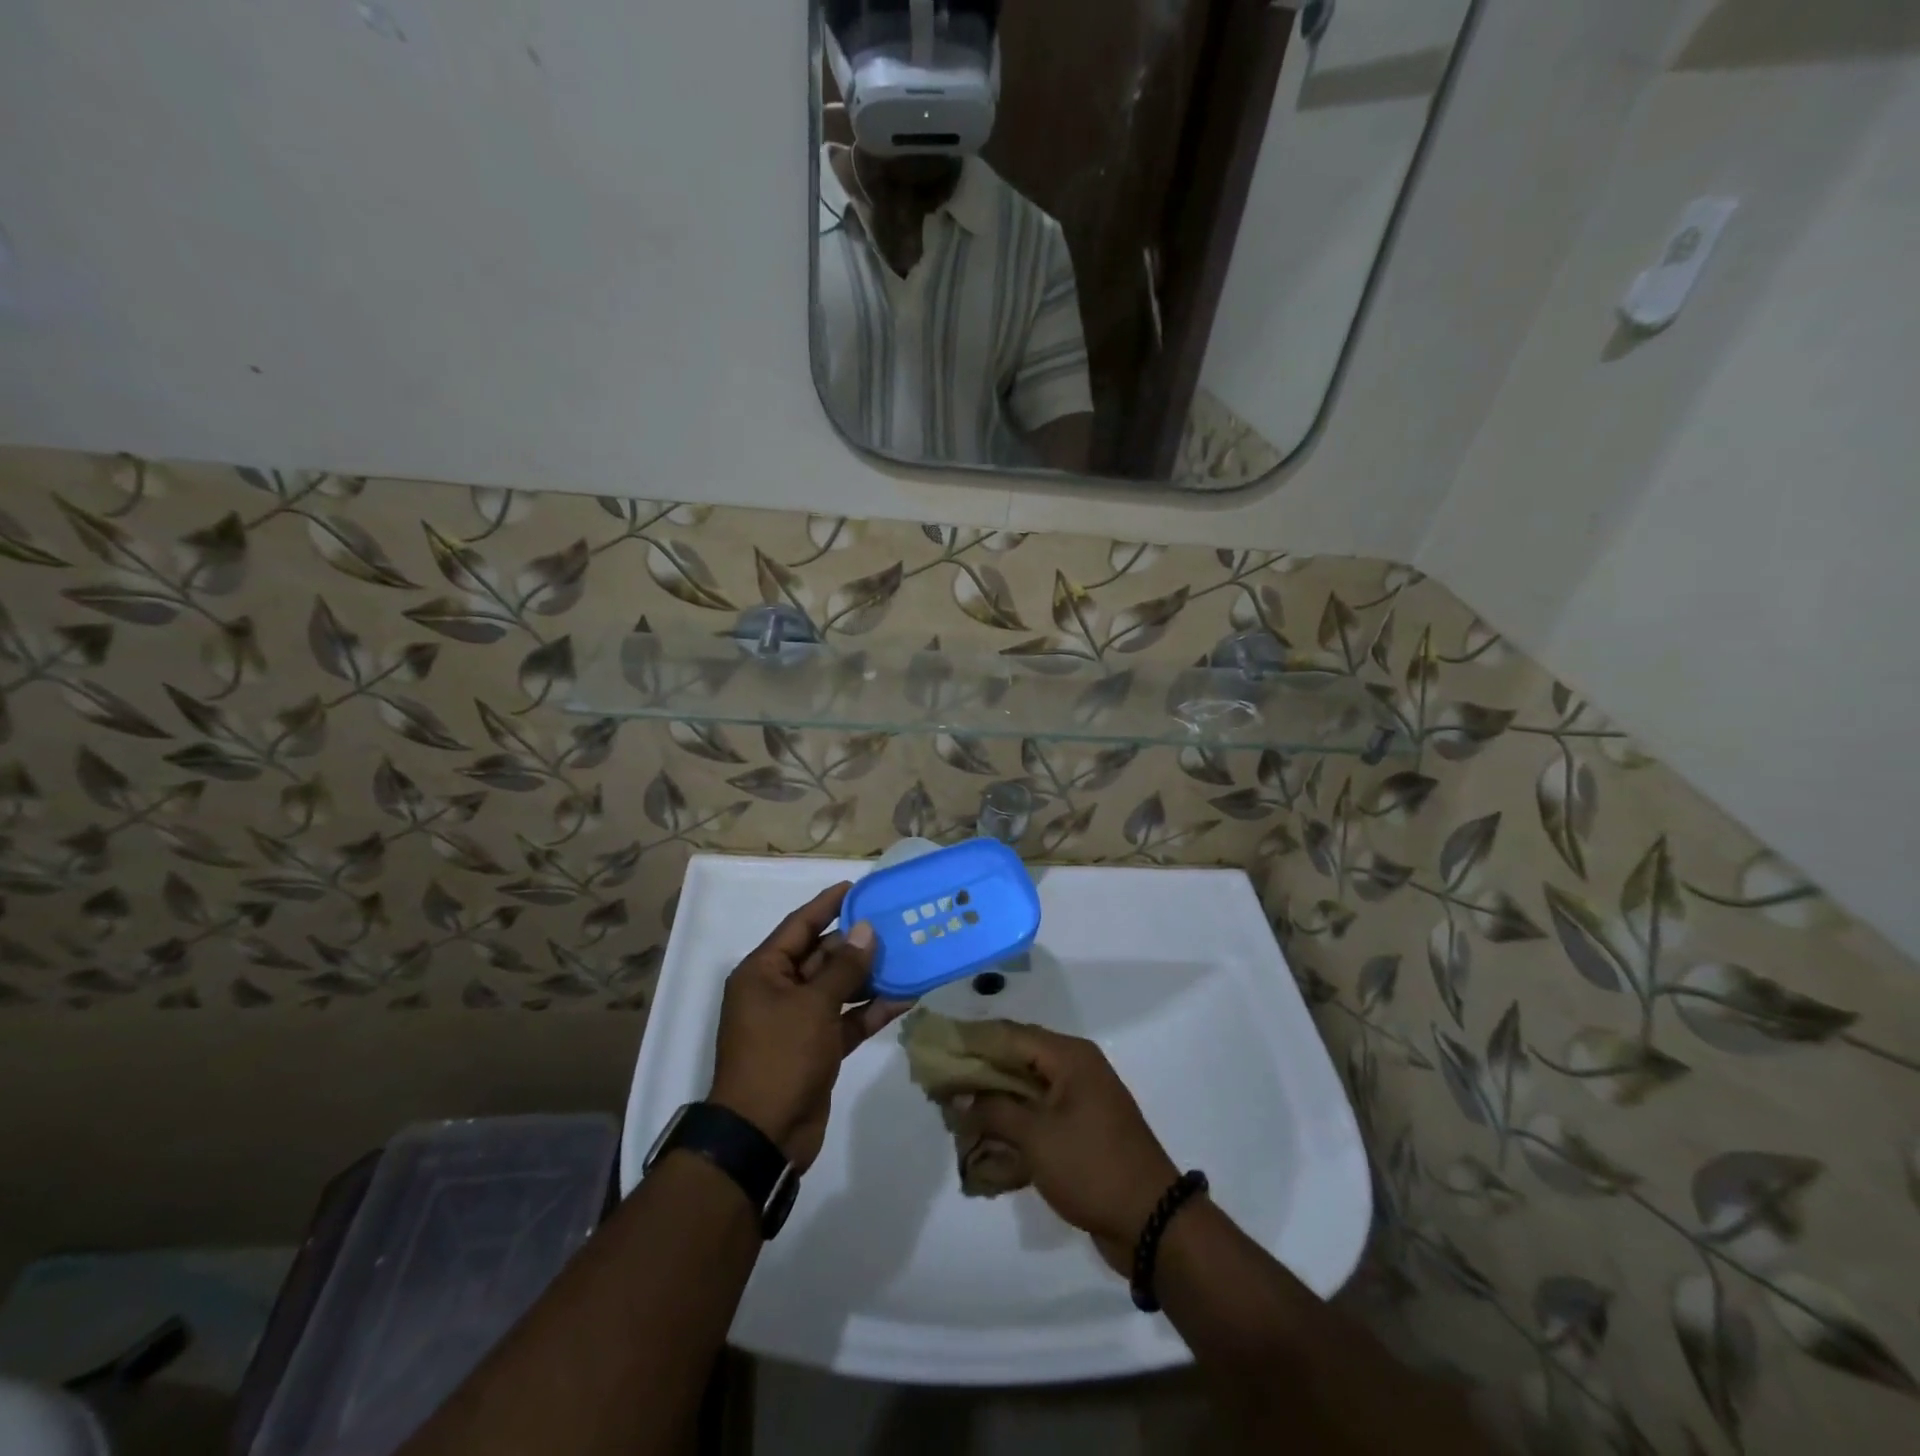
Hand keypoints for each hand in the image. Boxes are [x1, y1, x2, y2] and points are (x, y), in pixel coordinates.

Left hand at [707, 882, 911, 1171]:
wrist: (764, 1136)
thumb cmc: (780, 1056)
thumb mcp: (813, 1006)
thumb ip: (844, 968)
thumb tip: (866, 931)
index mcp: (764, 972)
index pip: (799, 926)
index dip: (828, 904)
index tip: (858, 887)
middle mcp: (779, 991)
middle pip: (822, 956)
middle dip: (857, 943)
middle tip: (896, 924)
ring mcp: (798, 1021)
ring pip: (838, 988)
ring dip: (869, 976)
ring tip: (908, 956)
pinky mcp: (818, 1048)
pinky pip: (847, 1019)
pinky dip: (871, 1010)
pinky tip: (906, 997)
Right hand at [956, 1024, 1180, 1272]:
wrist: (1152, 1222)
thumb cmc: (1092, 1167)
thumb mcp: (1036, 1136)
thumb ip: (994, 1109)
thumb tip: (959, 1095)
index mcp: (1069, 1056)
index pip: (1010, 1034)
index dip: (972, 1040)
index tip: (936, 1049)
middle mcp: (1075, 1067)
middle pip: (1017, 1057)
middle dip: (979, 1071)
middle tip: (941, 1085)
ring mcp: (1079, 1099)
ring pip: (1025, 1087)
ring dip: (993, 1099)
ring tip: (955, 1113)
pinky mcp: (1080, 1128)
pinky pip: (1038, 1114)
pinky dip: (1012, 1122)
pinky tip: (985, 1140)